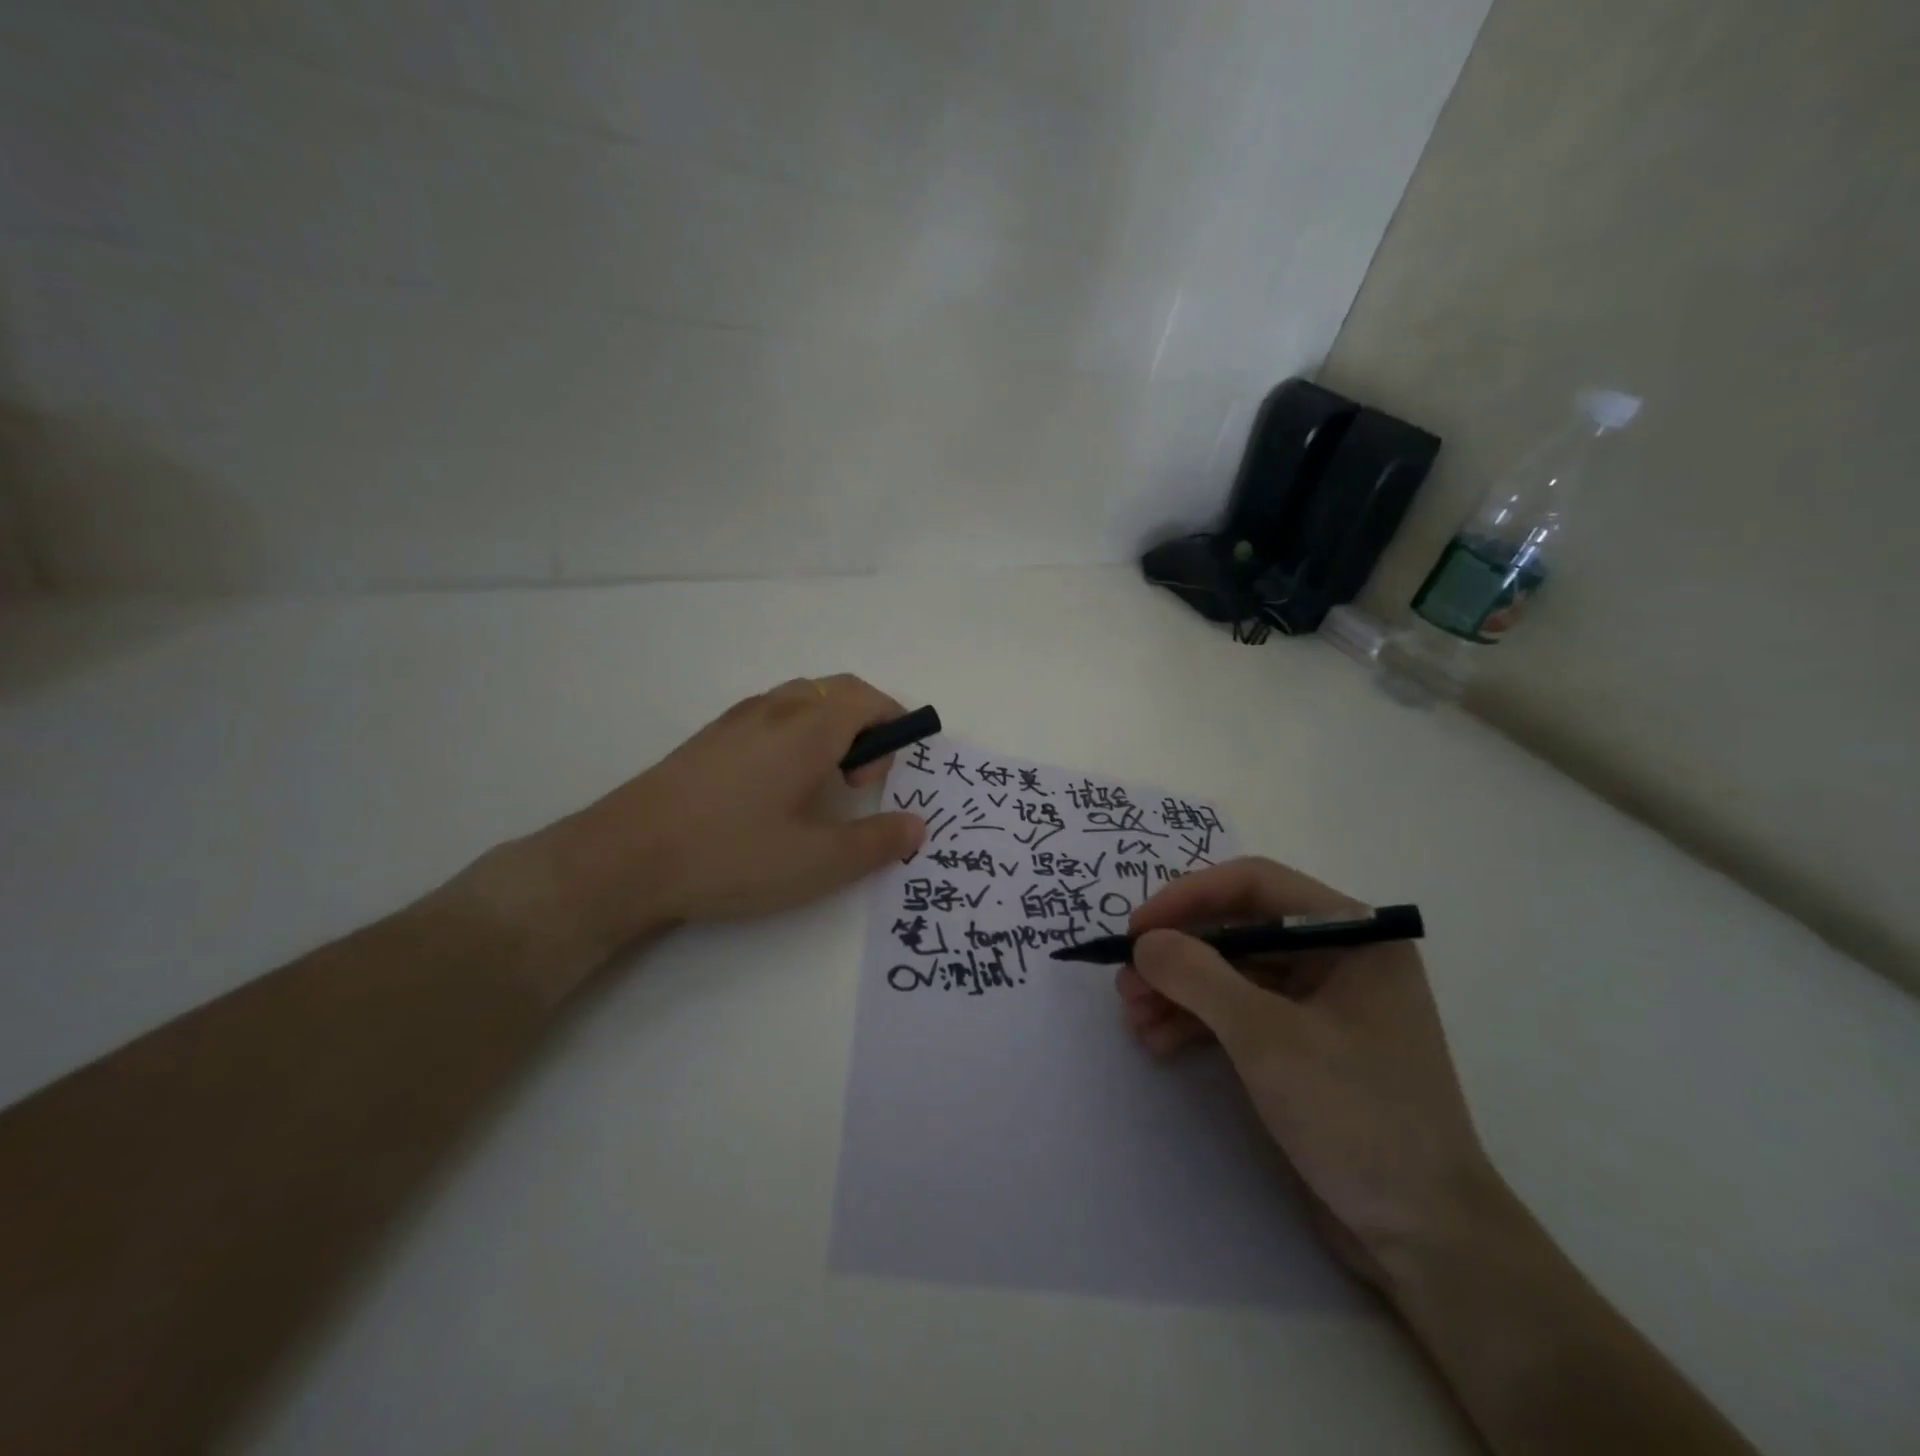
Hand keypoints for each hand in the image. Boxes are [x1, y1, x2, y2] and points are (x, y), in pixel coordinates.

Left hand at [517, 675, 924, 968]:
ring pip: (802, 699)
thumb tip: (917, 826)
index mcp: (808, 728)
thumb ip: (876, 842)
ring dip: (830, 726)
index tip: (890, 774)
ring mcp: (736, 720)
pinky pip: (772, 715)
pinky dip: (797, 733)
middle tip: (862, 779)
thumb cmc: (732, 855)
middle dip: (867, 723)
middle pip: (837, 691)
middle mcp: (775, 710)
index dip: (895, 725)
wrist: (624, 858)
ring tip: (823, 782)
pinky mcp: (709, 738)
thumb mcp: (818, 862)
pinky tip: (778, 787)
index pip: (868, 699)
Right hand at [1118, 857, 1495, 1282]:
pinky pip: (1241, 1012)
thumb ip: (1198, 976)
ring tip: (1133, 1018)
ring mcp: (1321, 1002)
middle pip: (1238, 930)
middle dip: (1178, 955)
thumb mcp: (1267, 1037)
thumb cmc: (1357, 1116)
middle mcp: (1338, 957)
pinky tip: (1159, 1040)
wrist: (1425, 1239)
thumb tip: (1144, 942)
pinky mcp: (1305, 1044)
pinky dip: (1199, 1021)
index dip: (1188, 898)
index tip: (1138, 930)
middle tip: (1126, 983)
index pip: (1255, 885)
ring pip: (1233, 973)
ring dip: (1180, 991)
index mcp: (1353, 934)